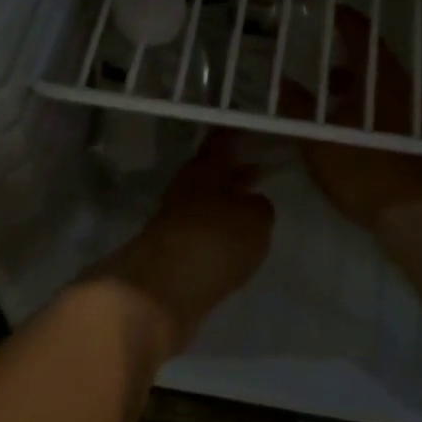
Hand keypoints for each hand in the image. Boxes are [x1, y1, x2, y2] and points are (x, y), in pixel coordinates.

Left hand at [94, 131, 274, 356]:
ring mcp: (175, 223)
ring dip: (226, 205)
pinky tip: (233, 244)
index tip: (247, 130)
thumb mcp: (254, 219)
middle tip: (257, 170)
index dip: (234, 136)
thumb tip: (254, 203)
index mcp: (205, 170)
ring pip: (206, 204)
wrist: (161, 291)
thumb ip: (260, 207)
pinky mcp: (171, 255)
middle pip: (211, 175)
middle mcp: (186, 190)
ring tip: (251, 211)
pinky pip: (201, 234)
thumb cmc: (213, 240)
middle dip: (232, 173)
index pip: (221, 143)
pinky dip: (217, 234)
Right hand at [281, 7, 421, 230]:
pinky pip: (393, 106)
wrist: (418, 212)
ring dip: (359, 83)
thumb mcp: (318, 138)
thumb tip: (281, 80)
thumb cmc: (363, 168)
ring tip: (331, 96)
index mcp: (379, 76)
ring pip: (385, 84)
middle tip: (322, 58)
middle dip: (348, 55)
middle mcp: (404, 85)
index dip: (346, 19)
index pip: (363, 33)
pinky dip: (371, 104)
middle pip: (376, 58)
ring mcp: (419, 111)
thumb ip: (297, 106)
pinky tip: (353, 126)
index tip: (331, 11)